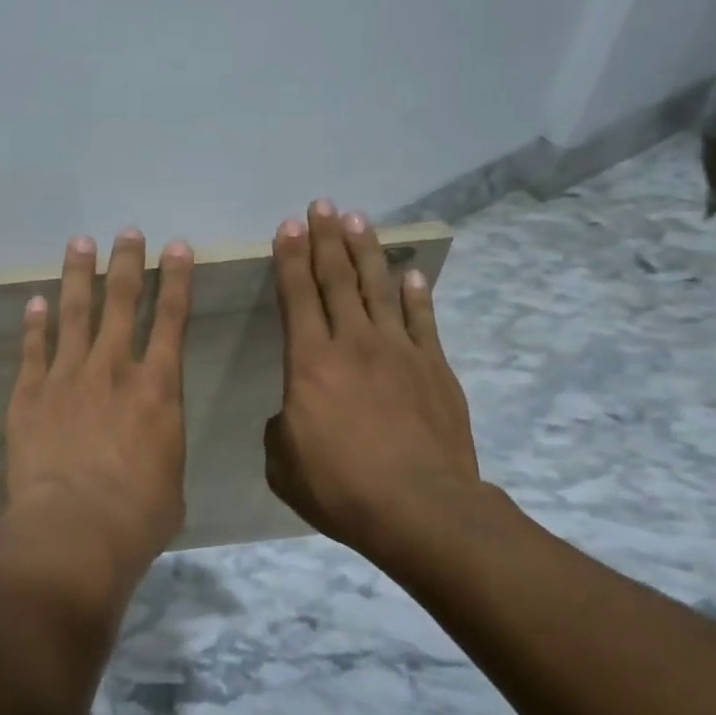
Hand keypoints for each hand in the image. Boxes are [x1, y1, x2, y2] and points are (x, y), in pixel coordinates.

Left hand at [3, 229, 194, 577]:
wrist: (75, 528)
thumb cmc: (138, 514)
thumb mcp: (170, 477)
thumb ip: (160, 445)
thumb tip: (150, 443)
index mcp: (158, 388)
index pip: (173, 319)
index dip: (176, 279)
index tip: (177, 246)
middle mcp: (114, 368)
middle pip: (122, 301)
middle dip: (127, 263)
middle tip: (127, 232)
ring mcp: (68, 376)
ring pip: (75, 313)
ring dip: (79, 275)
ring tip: (80, 243)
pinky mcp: (30, 393)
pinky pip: (33, 348)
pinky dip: (34, 323)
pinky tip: (34, 301)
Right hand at [264, 200, 485, 560]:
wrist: (421, 508)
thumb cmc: (341, 487)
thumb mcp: (284, 465)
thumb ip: (281, 430)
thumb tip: (292, 415)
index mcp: (309, 362)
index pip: (296, 295)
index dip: (289, 258)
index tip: (288, 226)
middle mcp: (353, 343)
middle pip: (338, 278)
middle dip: (326, 239)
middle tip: (322, 206)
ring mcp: (399, 351)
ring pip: (379, 287)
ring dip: (367, 251)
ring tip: (359, 220)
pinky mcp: (434, 367)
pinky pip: (422, 319)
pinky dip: (415, 293)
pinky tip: (411, 273)